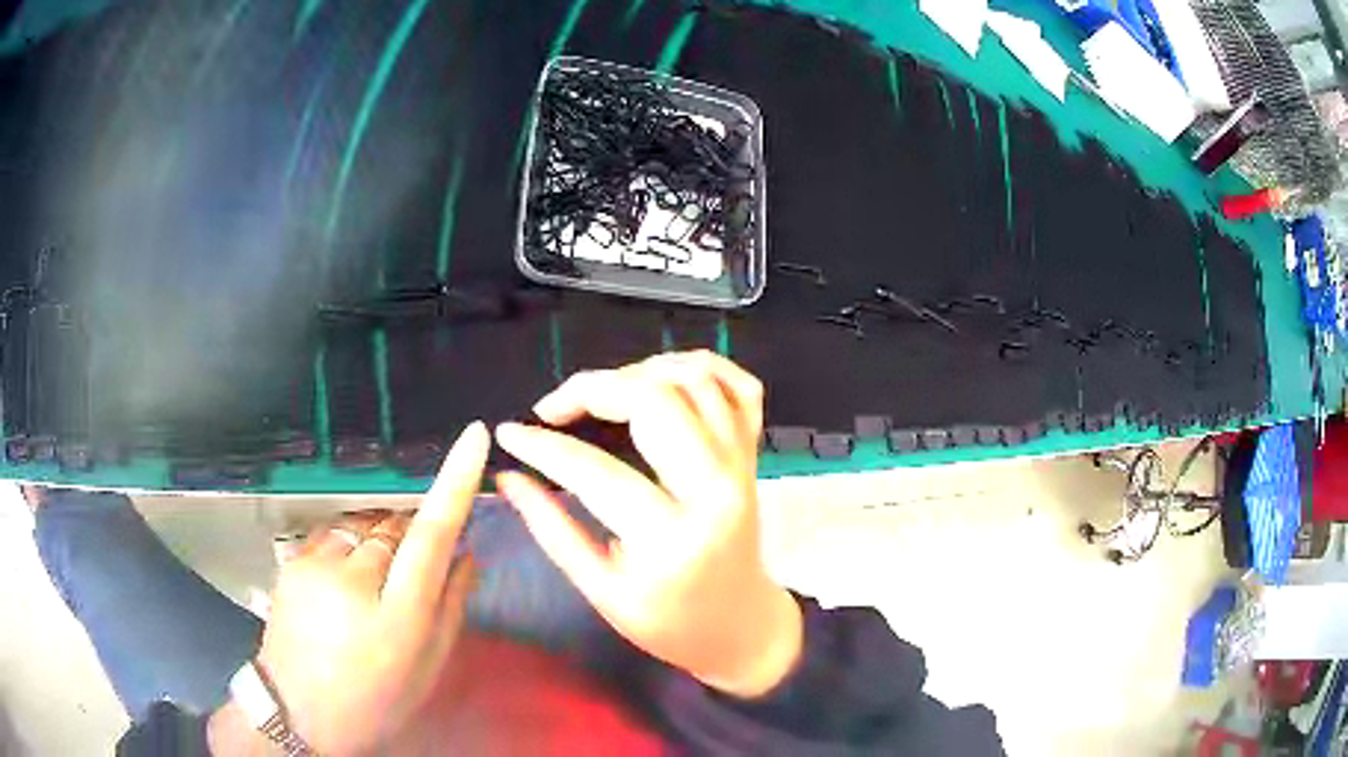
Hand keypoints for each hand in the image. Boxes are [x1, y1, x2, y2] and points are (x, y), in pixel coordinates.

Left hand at [251, 422, 488, 755]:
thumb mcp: (427, 667)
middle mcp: (355, 580)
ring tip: (375, 583)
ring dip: (380, 539)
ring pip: (366, 524)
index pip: (432, 534)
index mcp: (399, 616)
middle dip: (413, 535)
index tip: (473, 437)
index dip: (455, 483)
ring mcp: (317, 565)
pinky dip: (351, 543)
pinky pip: (335, 531)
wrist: (298, 710)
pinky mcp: (294, 559)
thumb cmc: (375, 700)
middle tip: (411, 575)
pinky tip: (347, 578)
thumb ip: (452, 606)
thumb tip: (467, 552)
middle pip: (397, 524)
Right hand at [495, 351, 801, 698]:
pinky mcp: (754, 455)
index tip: (508, 433)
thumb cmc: (669, 623)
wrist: (740, 627)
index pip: (595, 471)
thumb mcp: (602, 591)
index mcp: (672, 539)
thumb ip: (553, 530)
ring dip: (640, 371)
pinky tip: (662, 376)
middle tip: (555, 409)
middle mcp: (716, 490)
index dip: (542, 446)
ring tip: (601, 393)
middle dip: (593, 389)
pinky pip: (740, 387)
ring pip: (696, 381)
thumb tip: (507, 478)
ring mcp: (742, 466)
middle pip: (656, 401)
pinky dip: (701, 366)